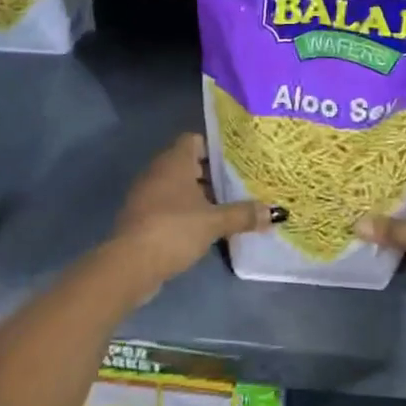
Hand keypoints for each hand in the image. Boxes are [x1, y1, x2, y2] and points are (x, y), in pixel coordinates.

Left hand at [107, 134, 271, 293]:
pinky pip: (169, 206)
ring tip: (228, 208)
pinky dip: (186, 212)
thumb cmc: (174, 229)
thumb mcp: (214, 222)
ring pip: (179, 187)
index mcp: (174, 161)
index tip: (237, 161)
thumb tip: (275, 213)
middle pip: (189, 164)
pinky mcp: (142, 217)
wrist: (130, 265)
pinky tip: (206, 228)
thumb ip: (243, 214)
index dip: (215, 148)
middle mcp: (158, 171)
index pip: (194, 139)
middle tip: (240, 185)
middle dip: (213, 175)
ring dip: (200, 196)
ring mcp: (147, 194)